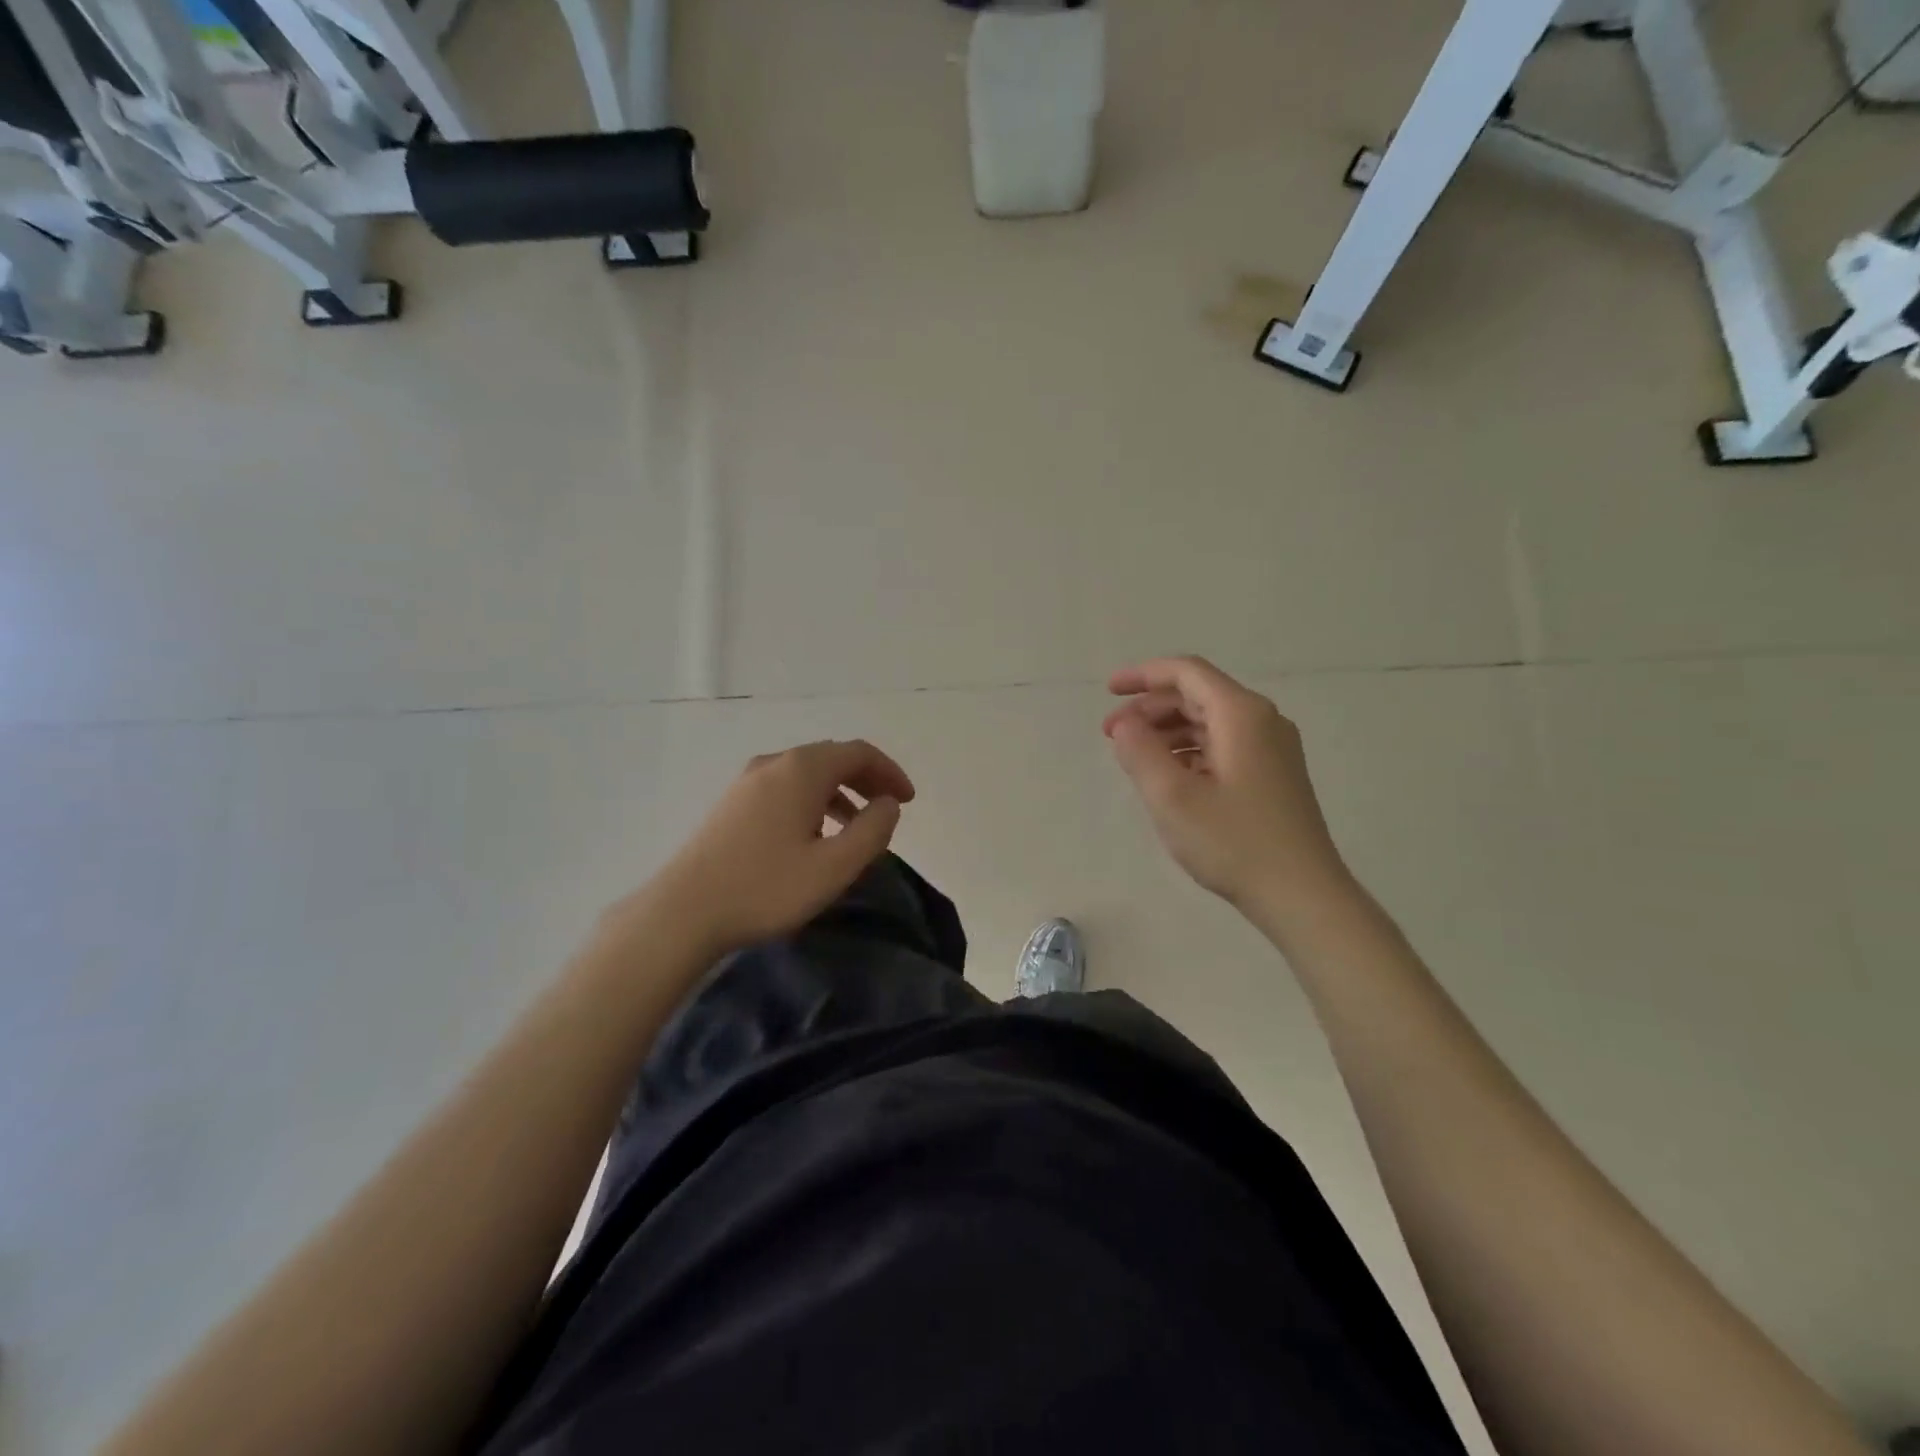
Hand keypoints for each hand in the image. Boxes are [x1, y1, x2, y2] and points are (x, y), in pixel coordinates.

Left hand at [634, 740, 915, 958]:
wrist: (683, 911)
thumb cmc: (766, 888)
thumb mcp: (835, 866)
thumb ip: (873, 830)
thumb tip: (888, 804)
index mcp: (802, 770)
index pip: (858, 752)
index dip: (889, 772)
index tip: (908, 801)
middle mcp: (774, 764)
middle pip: (832, 757)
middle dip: (866, 779)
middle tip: (889, 810)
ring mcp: (747, 782)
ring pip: (807, 774)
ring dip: (840, 792)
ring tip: (856, 828)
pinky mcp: (732, 804)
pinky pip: (785, 788)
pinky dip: (813, 801)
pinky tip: (813, 836)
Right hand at [1105, 656, 1352, 917]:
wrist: (1302, 895)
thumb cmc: (1234, 843)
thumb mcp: (1171, 797)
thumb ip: (1140, 752)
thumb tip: (1126, 725)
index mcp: (1241, 714)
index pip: (1186, 673)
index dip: (1143, 675)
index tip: (1108, 691)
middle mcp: (1262, 720)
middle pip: (1197, 695)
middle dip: (1150, 708)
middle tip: (1112, 734)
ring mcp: (1272, 748)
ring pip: (1210, 721)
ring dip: (1168, 731)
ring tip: (1134, 757)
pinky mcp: (1274, 774)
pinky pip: (1223, 744)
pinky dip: (1189, 750)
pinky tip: (1169, 776)